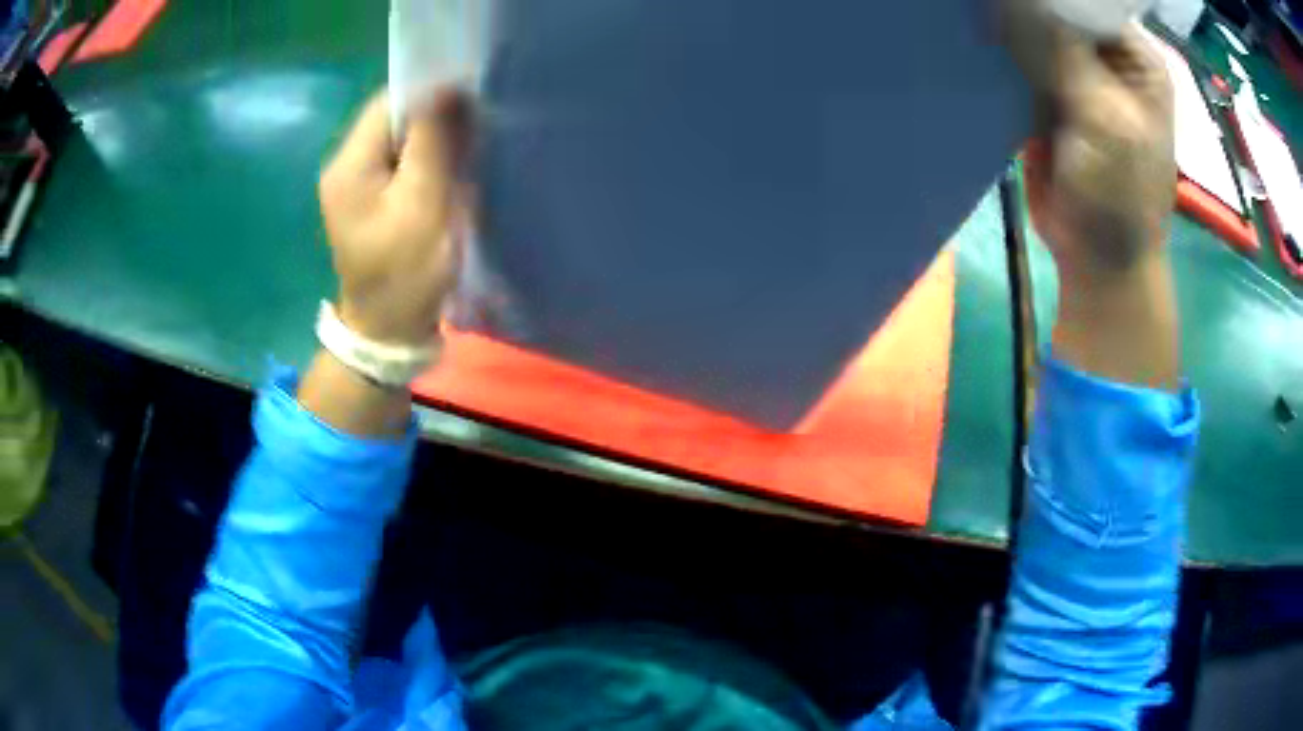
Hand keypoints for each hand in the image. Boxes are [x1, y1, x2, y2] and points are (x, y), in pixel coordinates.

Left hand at [318, 88, 472, 345]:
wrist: (388, 330)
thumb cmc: (406, 272)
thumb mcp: (423, 204)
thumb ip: (432, 143)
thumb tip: (447, 89)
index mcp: (348, 165)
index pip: (388, 103)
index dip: (429, 93)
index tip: (469, 101)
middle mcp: (345, 165)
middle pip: (392, 118)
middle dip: (433, 116)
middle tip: (472, 129)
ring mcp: (356, 182)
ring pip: (399, 138)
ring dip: (433, 138)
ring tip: (464, 150)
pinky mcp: (370, 197)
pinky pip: (400, 160)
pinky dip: (427, 158)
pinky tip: (447, 170)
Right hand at [1006, 14, 1181, 389]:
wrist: (1098, 258)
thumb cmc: (1122, 195)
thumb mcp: (1105, 119)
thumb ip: (1062, 53)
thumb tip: (1010, 1)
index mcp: (1135, 58)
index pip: (1088, 1)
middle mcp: (1104, 57)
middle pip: (1057, 9)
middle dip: (1024, 6)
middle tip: (984, 2)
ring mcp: (1073, 74)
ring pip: (1031, 30)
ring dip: (1004, 25)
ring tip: (971, 13)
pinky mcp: (1044, 95)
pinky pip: (1015, 59)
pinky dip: (995, 50)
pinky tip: (973, 38)